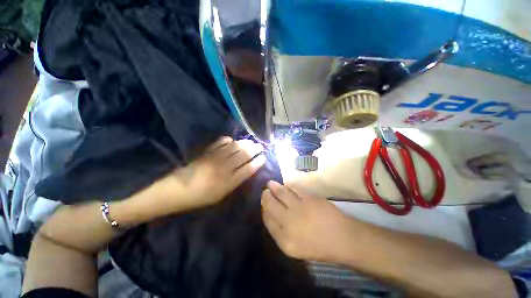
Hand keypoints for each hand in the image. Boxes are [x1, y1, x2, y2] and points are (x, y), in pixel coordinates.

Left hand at [169, 137, 265, 210]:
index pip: (248, 169)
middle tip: (260, 146)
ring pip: (234, 148)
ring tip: (250, 141)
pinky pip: (219, 144)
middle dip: (254, 149)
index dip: (258, 162)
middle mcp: (224, 168)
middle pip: (243, 155)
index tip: (264, 157)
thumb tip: (245, 170)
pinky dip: (227, 140)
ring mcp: (215, 159)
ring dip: (244, 143)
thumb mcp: (221, 195)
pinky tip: (231, 140)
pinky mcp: (207, 153)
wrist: (177, 191)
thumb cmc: (201, 197)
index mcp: (228, 182)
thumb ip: (234, 182)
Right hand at [261, 181, 360, 262]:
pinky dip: (287, 186)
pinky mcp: (308, 198)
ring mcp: (299, 208)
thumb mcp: (295, 247)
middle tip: (265, 191)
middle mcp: (288, 222)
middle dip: (266, 196)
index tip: (263, 204)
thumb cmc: (319, 247)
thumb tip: (271, 214)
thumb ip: (280, 232)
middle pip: (270, 205)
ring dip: (274, 187)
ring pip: (280, 193)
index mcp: (284, 240)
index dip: (264, 209)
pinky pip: (293, 189)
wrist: (342, 239)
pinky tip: (285, 184)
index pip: (267, 220)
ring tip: (270, 184)